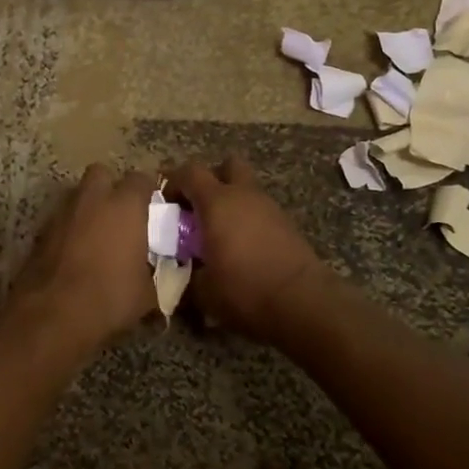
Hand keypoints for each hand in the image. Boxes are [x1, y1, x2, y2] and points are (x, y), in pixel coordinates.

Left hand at [4, 164, 156, 351]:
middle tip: (121, 214)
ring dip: (88, 207)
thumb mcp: (147, 293)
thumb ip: (155, 272)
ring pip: (78, 195)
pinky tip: (75, 253)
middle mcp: (93, 198)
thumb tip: (157, 272)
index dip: (148, 191)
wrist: (53, 314)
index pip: (141, 179)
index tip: (153, 209)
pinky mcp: (41, 230)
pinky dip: (70, 228)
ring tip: (97, 235)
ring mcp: (63, 212)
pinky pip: (61, 219)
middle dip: (111, 188)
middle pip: (102, 173)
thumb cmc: (109, 297)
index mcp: (125, 205)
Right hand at [170, 158, 329, 339]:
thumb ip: (187, 276)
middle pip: (227, 166)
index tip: (165, 204)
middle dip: (211, 180)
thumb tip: (182, 274)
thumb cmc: (245, 290)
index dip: (174, 182)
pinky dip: (248, 220)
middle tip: (198, 208)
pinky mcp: (287, 224)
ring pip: (246, 189)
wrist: (303, 303)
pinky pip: (260, 210)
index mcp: (217, 202)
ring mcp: (269, 207)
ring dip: (231, 202)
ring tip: (220, 234)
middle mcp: (244, 195)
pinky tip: (243, 248)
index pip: (190, 172)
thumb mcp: (203, 291)